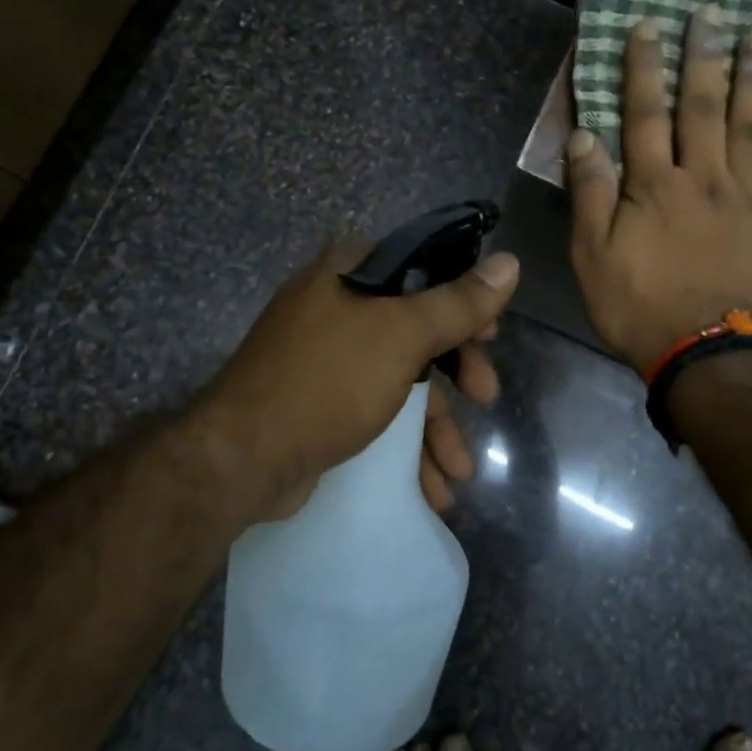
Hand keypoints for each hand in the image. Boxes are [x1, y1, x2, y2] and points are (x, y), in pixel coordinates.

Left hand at [198, 238, 518, 521]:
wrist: (242, 458)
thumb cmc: (328, 381)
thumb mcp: (402, 336)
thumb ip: (458, 303)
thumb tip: (509, 263)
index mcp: (350, 272)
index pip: (425, 269)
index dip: (464, 301)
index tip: (490, 336)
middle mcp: (336, 305)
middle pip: (418, 329)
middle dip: (458, 372)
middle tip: (485, 395)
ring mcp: (326, 357)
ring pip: (401, 379)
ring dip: (436, 425)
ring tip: (459, 470)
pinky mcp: (320, 401)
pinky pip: (377, 412)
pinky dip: (405, 444)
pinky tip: (431, 487)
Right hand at [567, 6, 751, 370]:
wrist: (708, 354)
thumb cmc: (639, 307)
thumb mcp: (592, 256)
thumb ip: (590, 193)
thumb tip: (585, 135)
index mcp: (654, 185)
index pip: (644, 113)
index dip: (644, 67)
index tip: (648, 26)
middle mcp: (704, 177)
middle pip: (704, 107)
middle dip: (704, 57)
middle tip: (711, 13)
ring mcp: (749, 198)